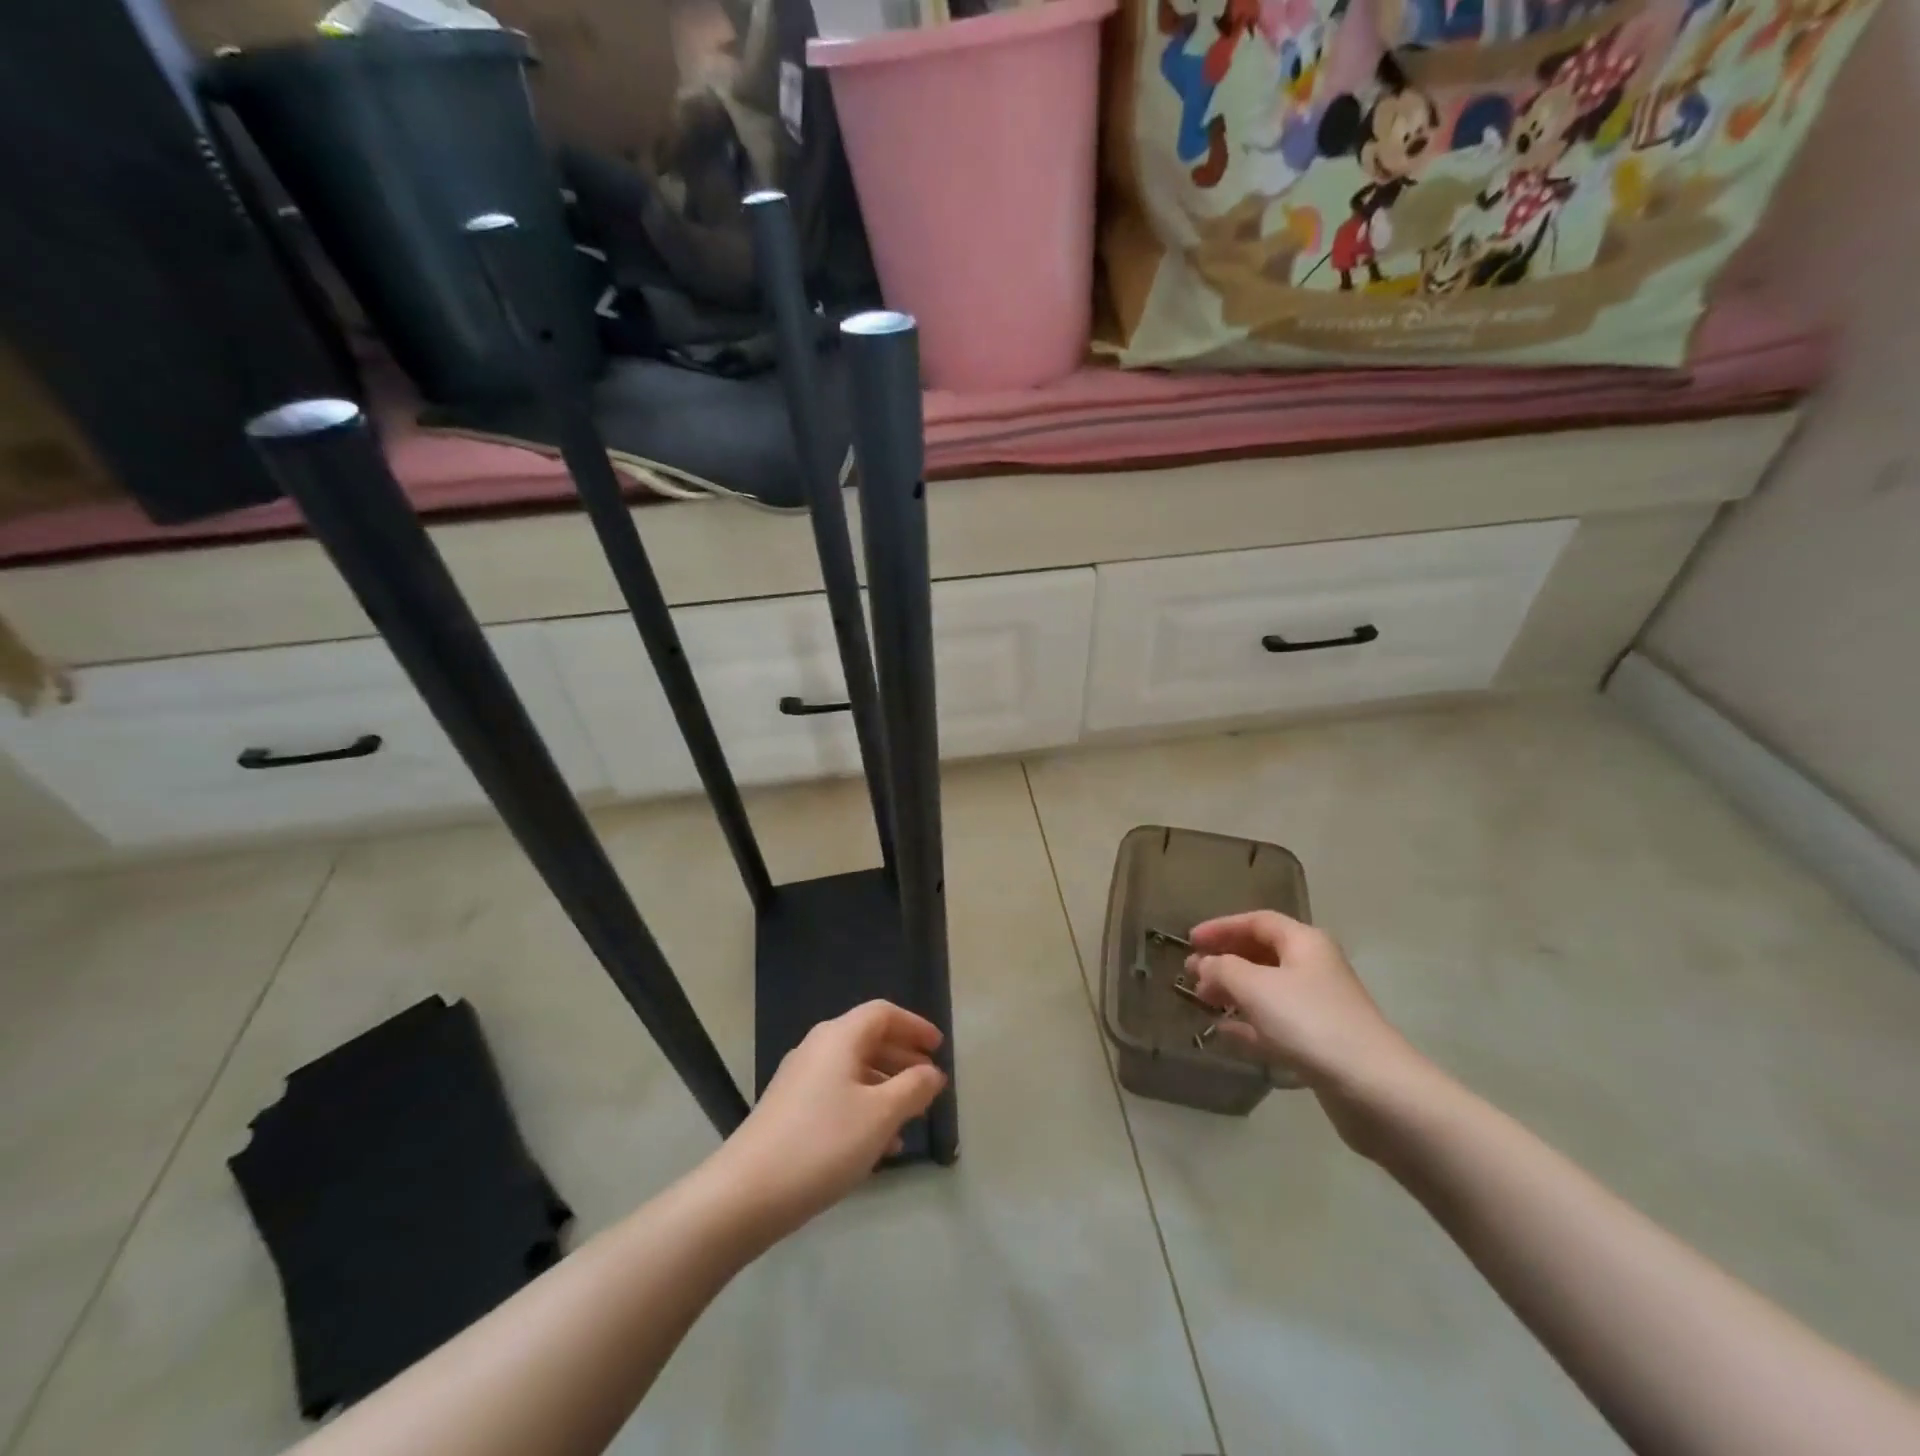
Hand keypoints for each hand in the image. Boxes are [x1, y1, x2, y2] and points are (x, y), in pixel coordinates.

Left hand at [707, 1001, 946, 1241]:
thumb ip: (913, 1088)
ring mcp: (799, 1079)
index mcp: (839, 1037)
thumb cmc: (823, 1143)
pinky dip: (863, 1107)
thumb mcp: (880, 1115)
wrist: (745, 1193)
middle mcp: (817, 1048)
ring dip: (886, 1087)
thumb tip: (932, 1072)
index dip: (914, 1026)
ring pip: (854, 1070)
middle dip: (903, 1058)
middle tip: (930, 1082)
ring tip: (912, 1118)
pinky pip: (837, 1095)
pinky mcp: (789, 1110)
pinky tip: (879, 1145)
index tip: (939, 1048)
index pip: (883, 1013)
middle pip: (868, 1039)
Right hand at [1185, 911, 1424, 1151]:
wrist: (1373, 1088)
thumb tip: (1205, 965)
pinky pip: (1275, 1023)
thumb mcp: (1255, 987)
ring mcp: (1318, 1007)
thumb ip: (1223, 969)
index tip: (1190, 941)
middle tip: (1191, 974)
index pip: (1257, 922)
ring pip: (1267, 990)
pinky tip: (1224, 1031)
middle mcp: (1314, 968)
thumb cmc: (1310, 1022)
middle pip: (1262, 954)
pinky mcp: (1319, 1043)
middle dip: (1225, 960)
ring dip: (1233, 992)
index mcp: (1304, 943)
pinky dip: (1249, 1023)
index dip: (1221, 927)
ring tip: (1202, 1001)